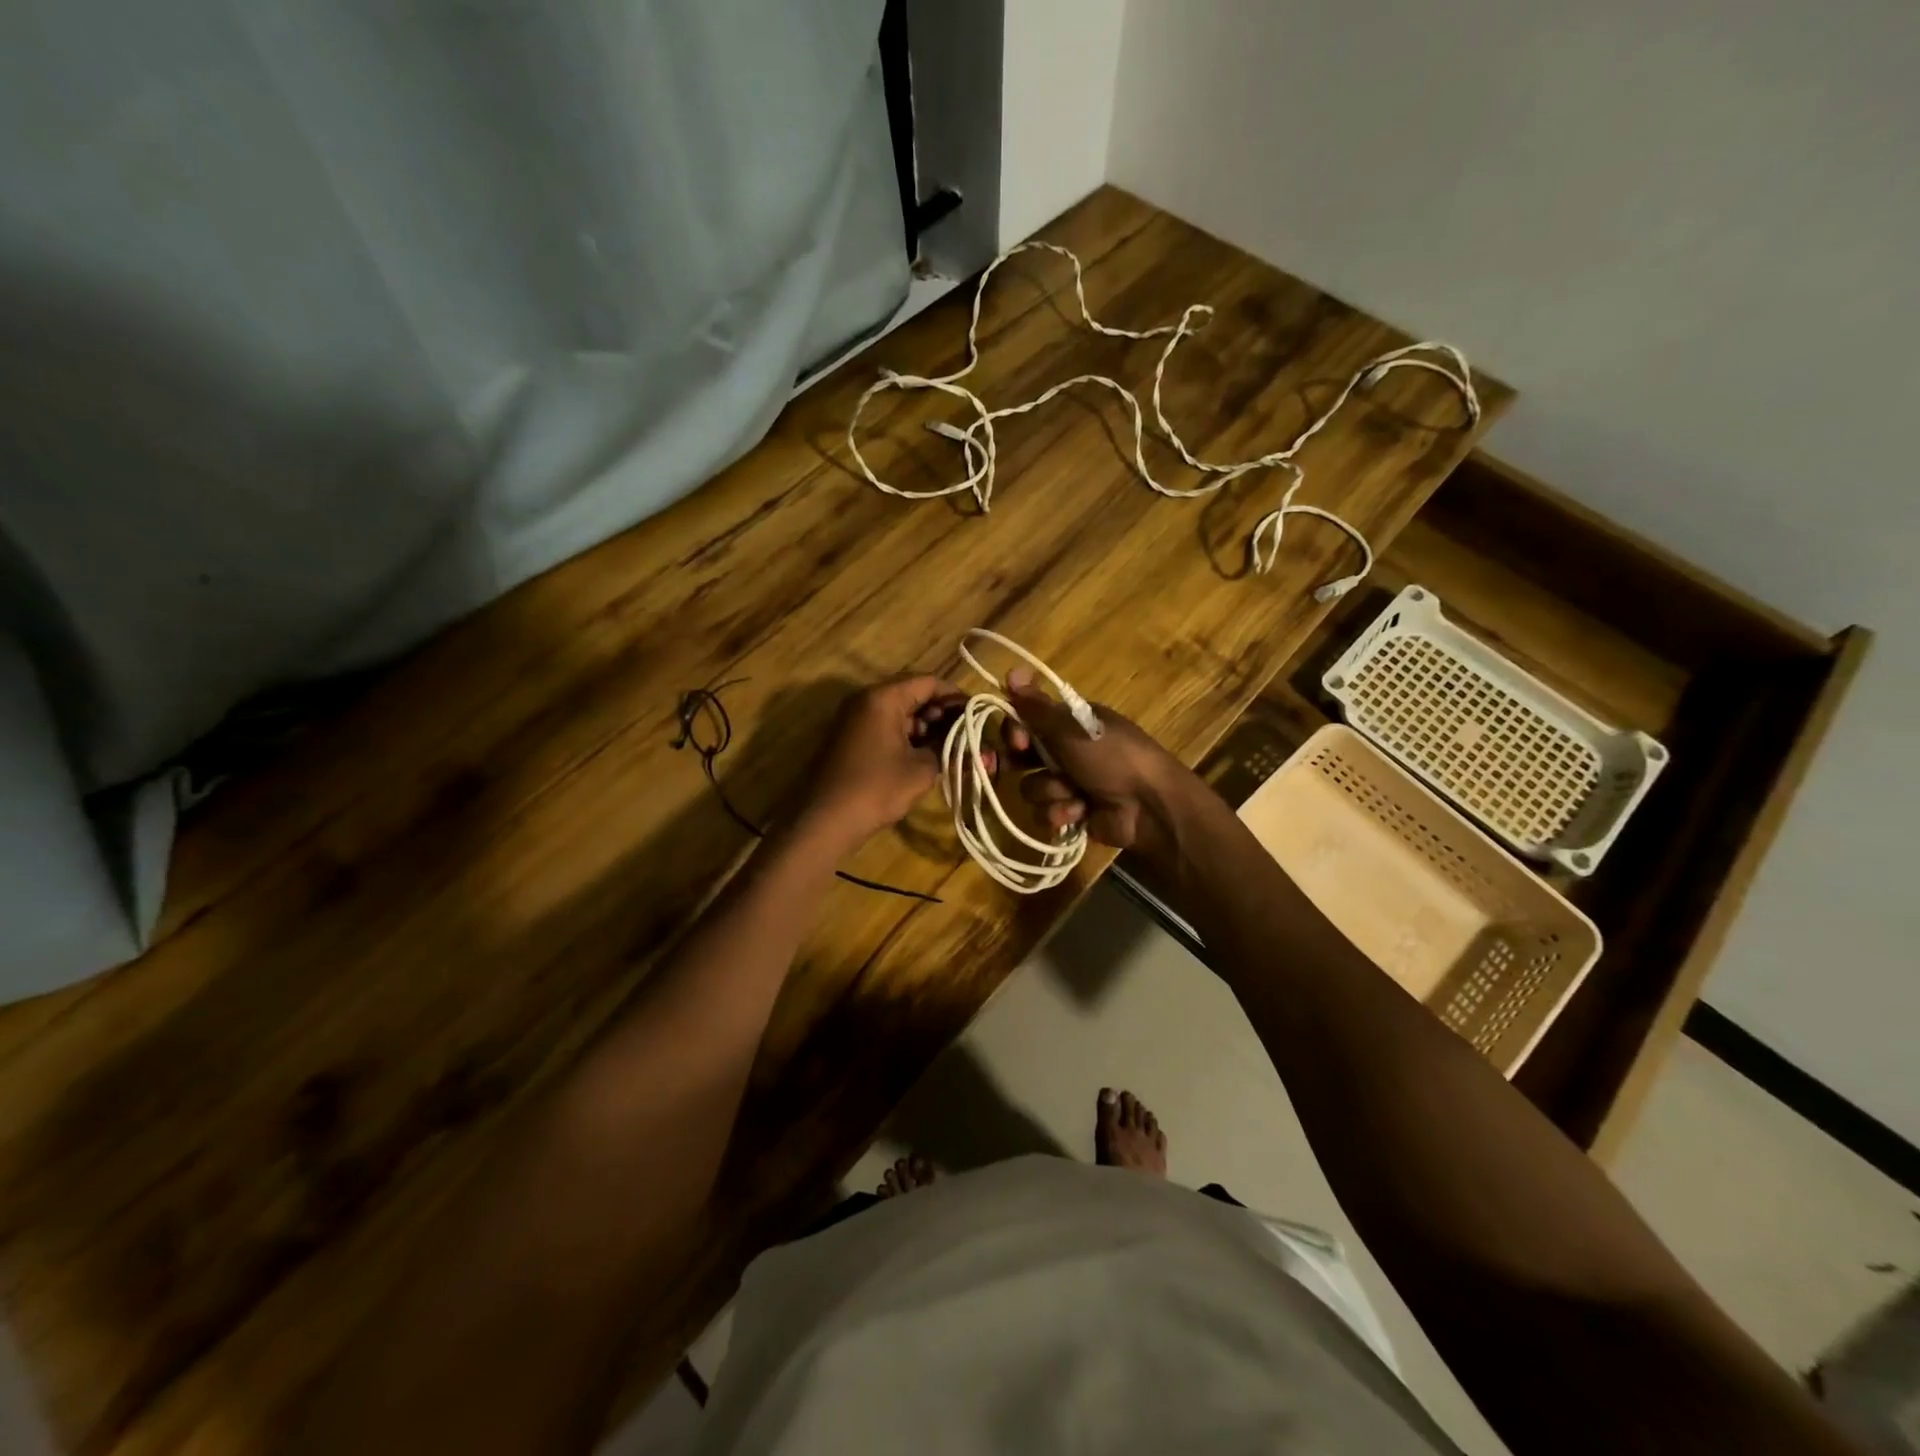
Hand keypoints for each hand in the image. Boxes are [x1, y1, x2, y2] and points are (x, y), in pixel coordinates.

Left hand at [804, 675, 969, 843]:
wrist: (825, 820)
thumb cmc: (877, 788)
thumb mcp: (922, 770)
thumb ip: (950, 751)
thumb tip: (977, 748)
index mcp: (883, 697)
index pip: (928, 682)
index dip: (956, 696)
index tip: (977, 714)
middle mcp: (866, 699)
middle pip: (913, 693)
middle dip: (942, 712)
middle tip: (966, 733)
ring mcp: (855, 718)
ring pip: (899, 712)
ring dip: (926, 726)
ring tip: (951, 747)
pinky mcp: (851, 738)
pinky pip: (885, 726)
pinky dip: (907, 736)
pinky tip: (926, 755)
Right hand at [1001, 669, 1197, 863]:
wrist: (1149, 806)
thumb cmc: (1113, 757)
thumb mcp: (1072, 728)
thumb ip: (1038, 707)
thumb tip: (1012, 671)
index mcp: (1070, 723)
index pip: (1027, 720)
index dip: (1015, 730)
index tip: (1017, 740)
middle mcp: (1066, 750)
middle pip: (1022, 755)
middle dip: (1017, 762)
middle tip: (1010, 767)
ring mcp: (1068, 783)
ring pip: (1032, 787)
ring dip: (1051, 792)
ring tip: (1075, 794)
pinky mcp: (1072, 812)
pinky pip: (1045, 813)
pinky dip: (1062, 812)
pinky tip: (1082, 812)